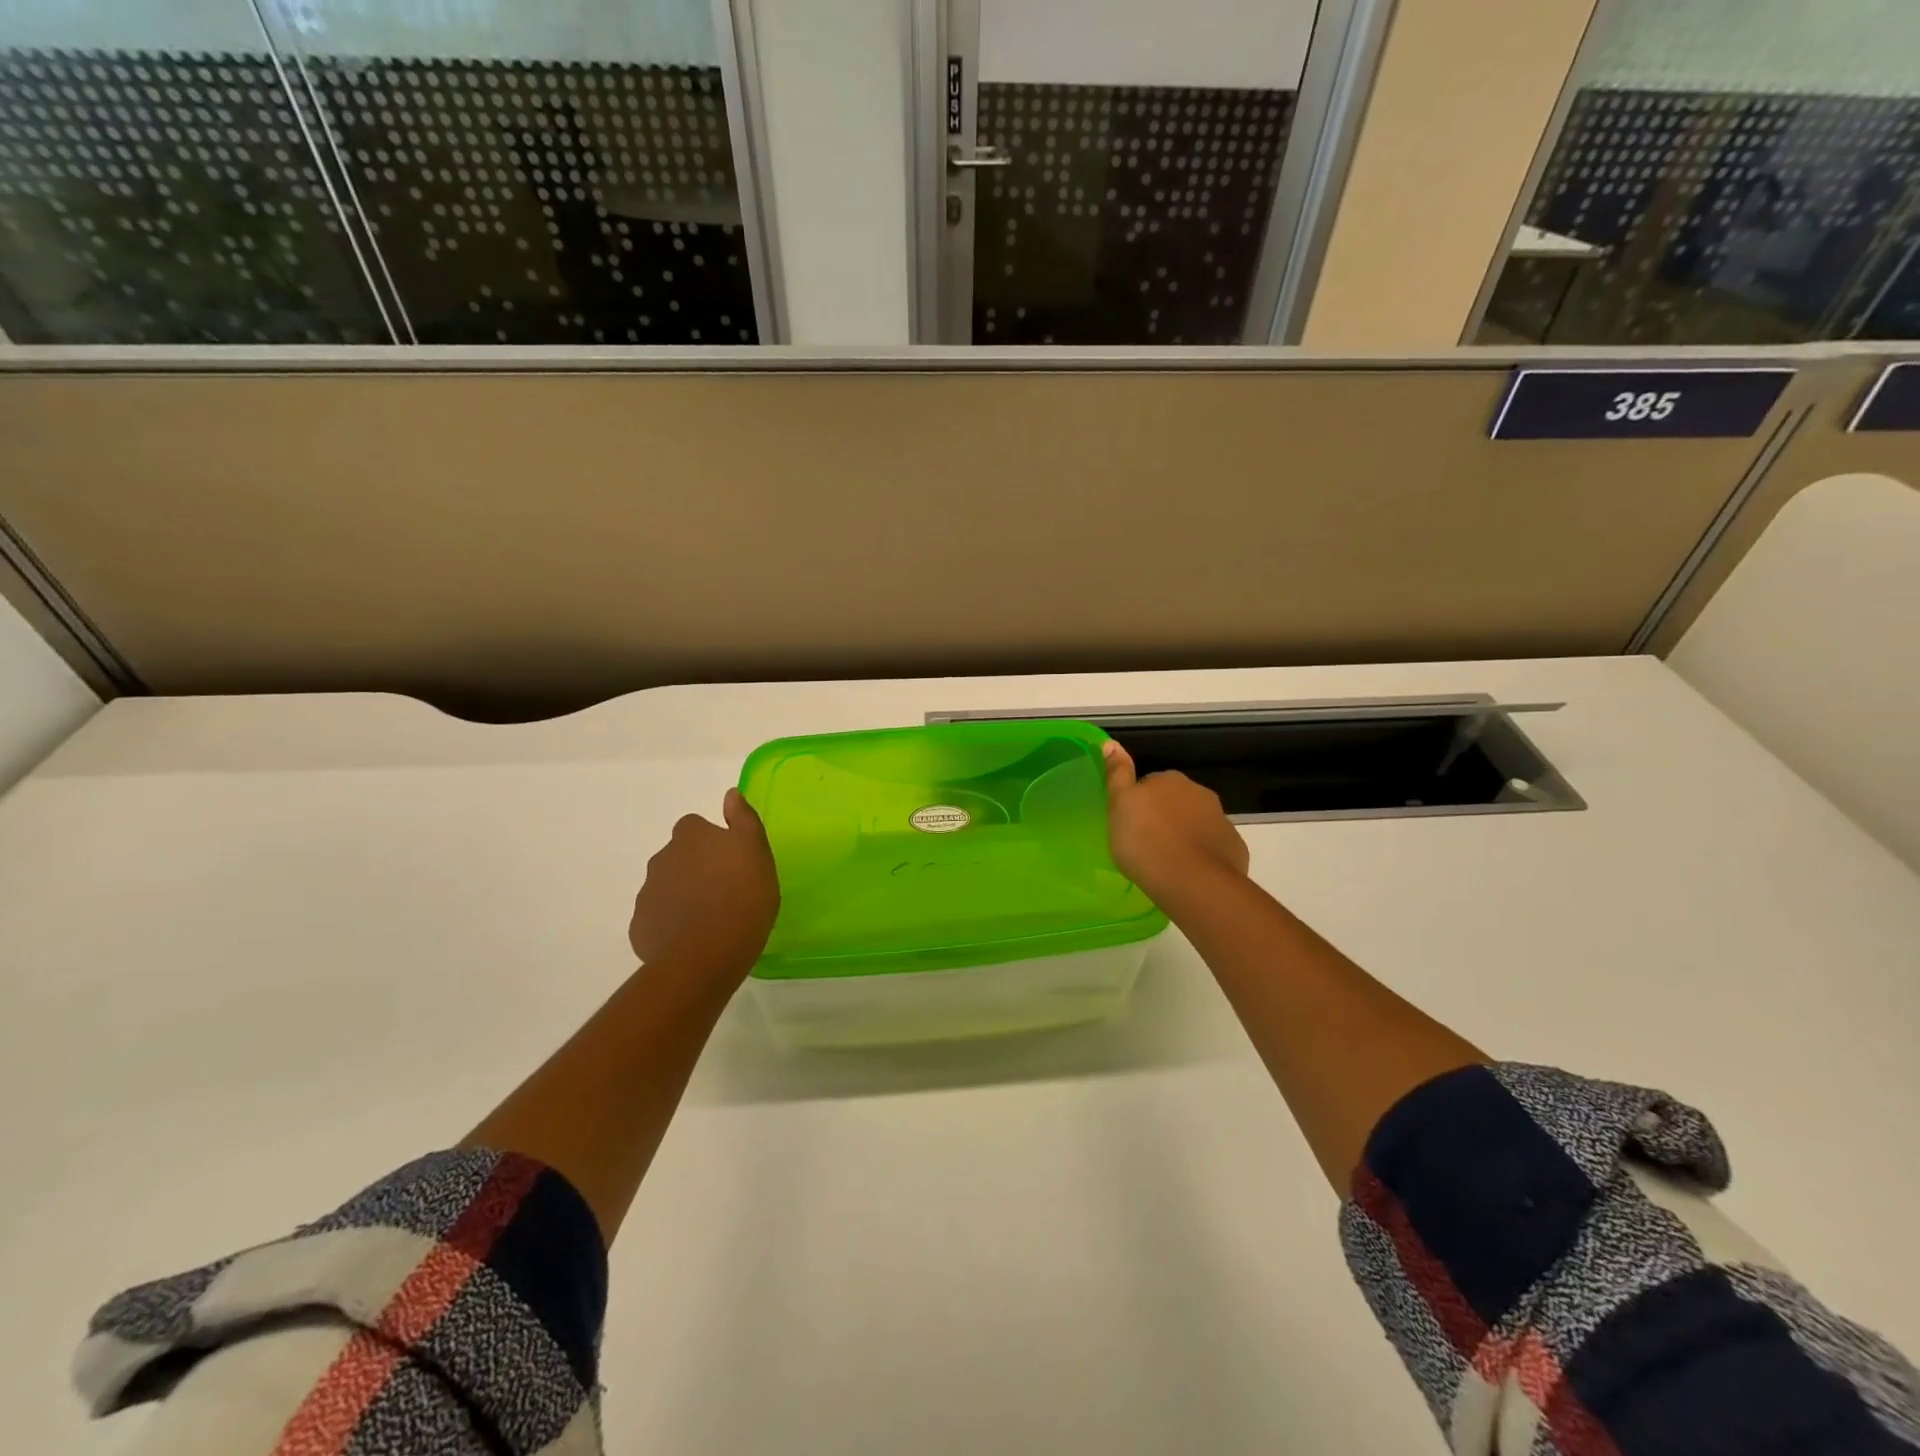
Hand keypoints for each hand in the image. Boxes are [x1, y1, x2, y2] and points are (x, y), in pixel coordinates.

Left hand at [629, 788, 779, 980]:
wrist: (706, 953)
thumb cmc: (742, 896)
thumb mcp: (756, 851)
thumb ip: (743, 819)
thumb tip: (730, 795)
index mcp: (690, 836)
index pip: (695, 827)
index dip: (712, 841)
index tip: (730, 860)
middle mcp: (661, 858)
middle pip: (678, 857)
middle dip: (695, 868)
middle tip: (724, 890)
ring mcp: (647, 894)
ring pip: (666, 887)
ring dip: (683, 895)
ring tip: (710, 919)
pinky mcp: (641, 928)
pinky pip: (658, 919)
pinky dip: (671, 924)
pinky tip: (693, 939)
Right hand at [1102, 741, 1249, 905]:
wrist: (1192, 881)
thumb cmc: (1145, 841)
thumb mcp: (1119, 806)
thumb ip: (1117, 774)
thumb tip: (1110, 743)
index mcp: (1169, 780)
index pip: (1150, 784)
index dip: (1139, 803)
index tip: (1130, 824)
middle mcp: (1198, 792)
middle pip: (1176, 801)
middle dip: (1164, 817)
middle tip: (1145, 844)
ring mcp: (1220, 819)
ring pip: (1196, 823)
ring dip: (1184, 835)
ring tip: (1167, 861)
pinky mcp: (1233, 846)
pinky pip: (1213, 846)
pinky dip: (1202, 854)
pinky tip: (1189, 873)